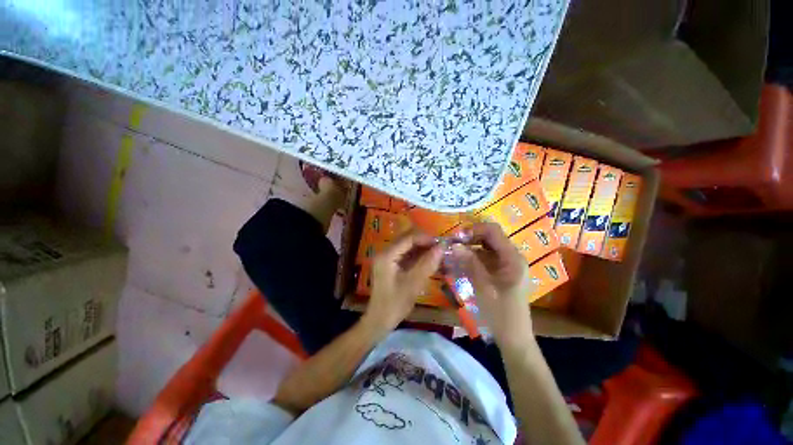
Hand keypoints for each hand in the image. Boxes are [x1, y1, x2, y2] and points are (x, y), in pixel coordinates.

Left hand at [364, 231, 442, 333]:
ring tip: (437, 253)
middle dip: (424, 242)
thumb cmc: (395, 304)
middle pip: (407, 240)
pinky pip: (405, 255)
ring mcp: (387, 259)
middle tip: (441, 248)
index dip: (425, 238)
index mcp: (387, 255)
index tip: (441, 243)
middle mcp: (385, 253)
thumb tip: (442, 247)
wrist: (379, 321)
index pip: (408, 238)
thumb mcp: (413, 284)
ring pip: (407, 247)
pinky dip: (417, 256)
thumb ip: (427, 264)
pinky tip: (429, 260)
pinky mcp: (390, 265)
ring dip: (422, 248)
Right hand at [450, 223, 533, 346]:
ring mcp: (505, 265)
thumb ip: (470, 262)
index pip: (492, 231)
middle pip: (488, 237)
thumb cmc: (500, 313)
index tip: (455, 237)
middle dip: (469, 238)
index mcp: (512, 257)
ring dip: (468, 248)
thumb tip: (455, 244)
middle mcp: (510, 257)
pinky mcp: (499, 272)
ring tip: (452, 253)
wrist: (513, 338)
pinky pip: (484, 259)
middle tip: (451, 245)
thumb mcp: (483, 286)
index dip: (473, 229)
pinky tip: (459, 263)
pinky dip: (471, 258)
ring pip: (484, 247)